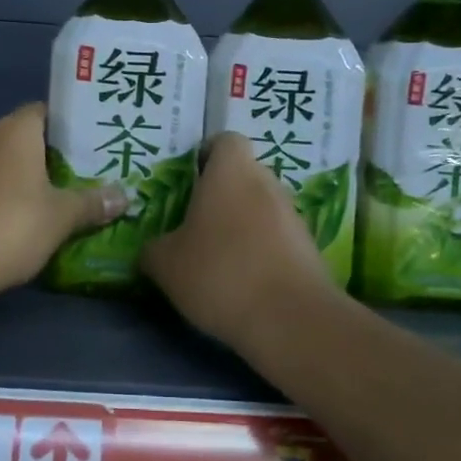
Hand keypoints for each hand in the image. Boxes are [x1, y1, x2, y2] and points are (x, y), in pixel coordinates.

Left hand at [0, 103, 127, 317]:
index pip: (47, 112)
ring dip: (21, 178)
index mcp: (14, 130)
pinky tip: (12, 220)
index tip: (94, 148)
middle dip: (50, 157)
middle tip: (81, 178)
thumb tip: (124, 196)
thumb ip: (92, 203)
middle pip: (23, 138)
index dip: (71, 128)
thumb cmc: (8, 228)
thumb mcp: (60, 218)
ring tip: (52, 201)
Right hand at [140, 132, 332, 344]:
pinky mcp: (309, 248)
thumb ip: (153, 249)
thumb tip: (152, 249)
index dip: (206, 155)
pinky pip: (277, 238)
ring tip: (217, 258)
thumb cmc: (220, 273)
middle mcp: (267, 183)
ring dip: (242, 224)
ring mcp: (293, 215)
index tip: (189, 180)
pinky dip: (261, 251)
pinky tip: (243, 281)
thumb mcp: (166, 264)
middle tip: (194, 224)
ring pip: (261, 207)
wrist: (291, 319)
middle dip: (221, 194)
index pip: (225, 140)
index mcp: (231, 172)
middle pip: (243, 175)